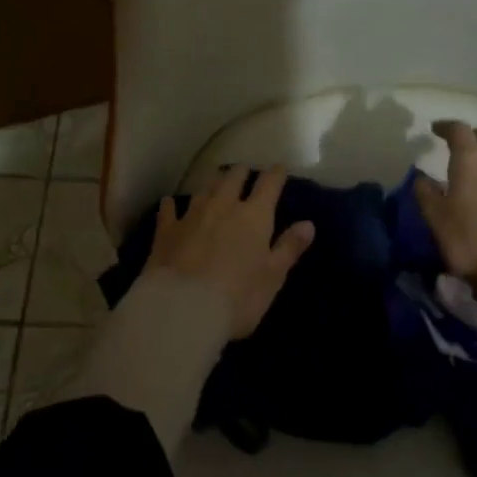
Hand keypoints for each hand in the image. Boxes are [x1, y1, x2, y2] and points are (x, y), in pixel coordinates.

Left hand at [149, 164, 315, 339]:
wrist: (183, 309)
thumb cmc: (238, 297)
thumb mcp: (273, 277)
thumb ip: (289, 248)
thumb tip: (308, 224)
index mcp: (254, 216)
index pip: (269, 185)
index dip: (276, 174)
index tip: (279, 167)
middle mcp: (223, 206)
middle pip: (233, 178)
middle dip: (241, 172)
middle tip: (244, 171)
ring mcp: (192, 215)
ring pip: (205, 189)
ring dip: (213, 183)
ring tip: (216, 181)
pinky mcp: (167, 231)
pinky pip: (169, 210)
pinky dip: (172, 205)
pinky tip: (169, 202)